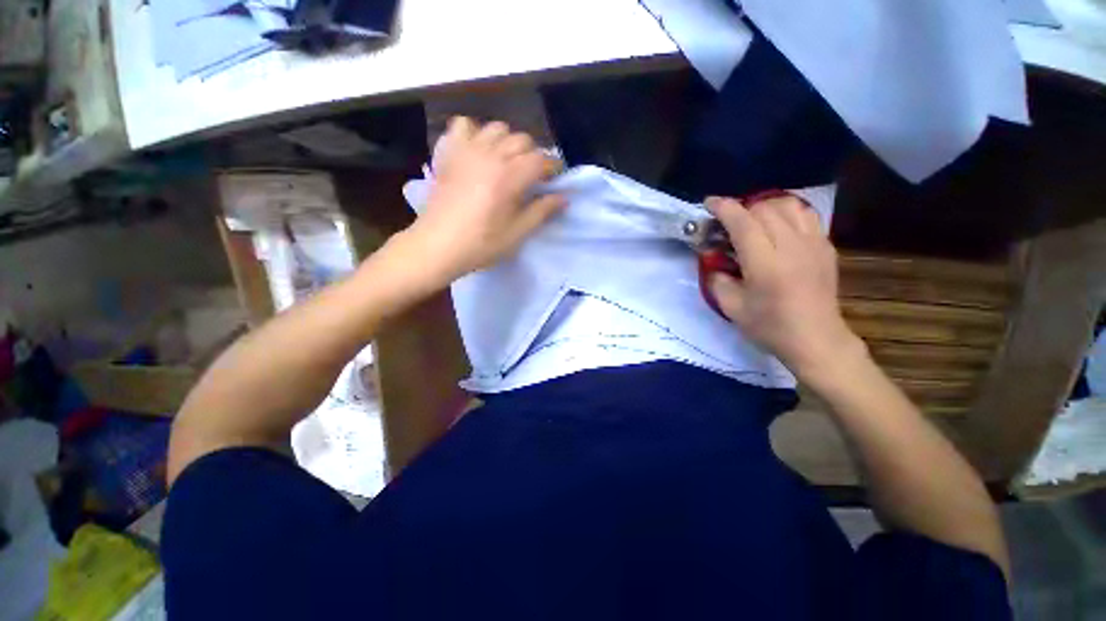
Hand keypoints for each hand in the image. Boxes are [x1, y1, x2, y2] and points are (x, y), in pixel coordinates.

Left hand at [403, 117, 564, 284]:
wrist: (438, 245)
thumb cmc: (481, 244)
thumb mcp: (517, 233)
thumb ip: (542, 211)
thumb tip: (563, 197)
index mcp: (510, 177)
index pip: (541, 159)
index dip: (552, 168)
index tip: (553, 181)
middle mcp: (491, 155)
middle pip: (522, 140)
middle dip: (533, 155)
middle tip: (531, 177)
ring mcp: (467, 150)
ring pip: (498, 128)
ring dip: (508, 142)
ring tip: (507, 163)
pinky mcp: (450, 152)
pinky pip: (464, 125)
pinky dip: (475, 132)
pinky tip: (478, 151)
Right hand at [705, 195, 863, 378]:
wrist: (816, 339)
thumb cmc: (770, 327)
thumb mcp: (731, 308)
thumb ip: (717, 279)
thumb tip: (713, 259)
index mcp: (766, 264)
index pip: (743, 222)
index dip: (724, 208)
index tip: (709, 204)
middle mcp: (792, 246)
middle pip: (764, 208)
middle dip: (741, 208)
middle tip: (727, 223)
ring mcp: (814, 243)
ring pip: (788, 205)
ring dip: (764, 207)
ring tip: (752, 221)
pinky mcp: (826, 246)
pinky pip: (806, 214)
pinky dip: (787, 212)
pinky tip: (777, 226)